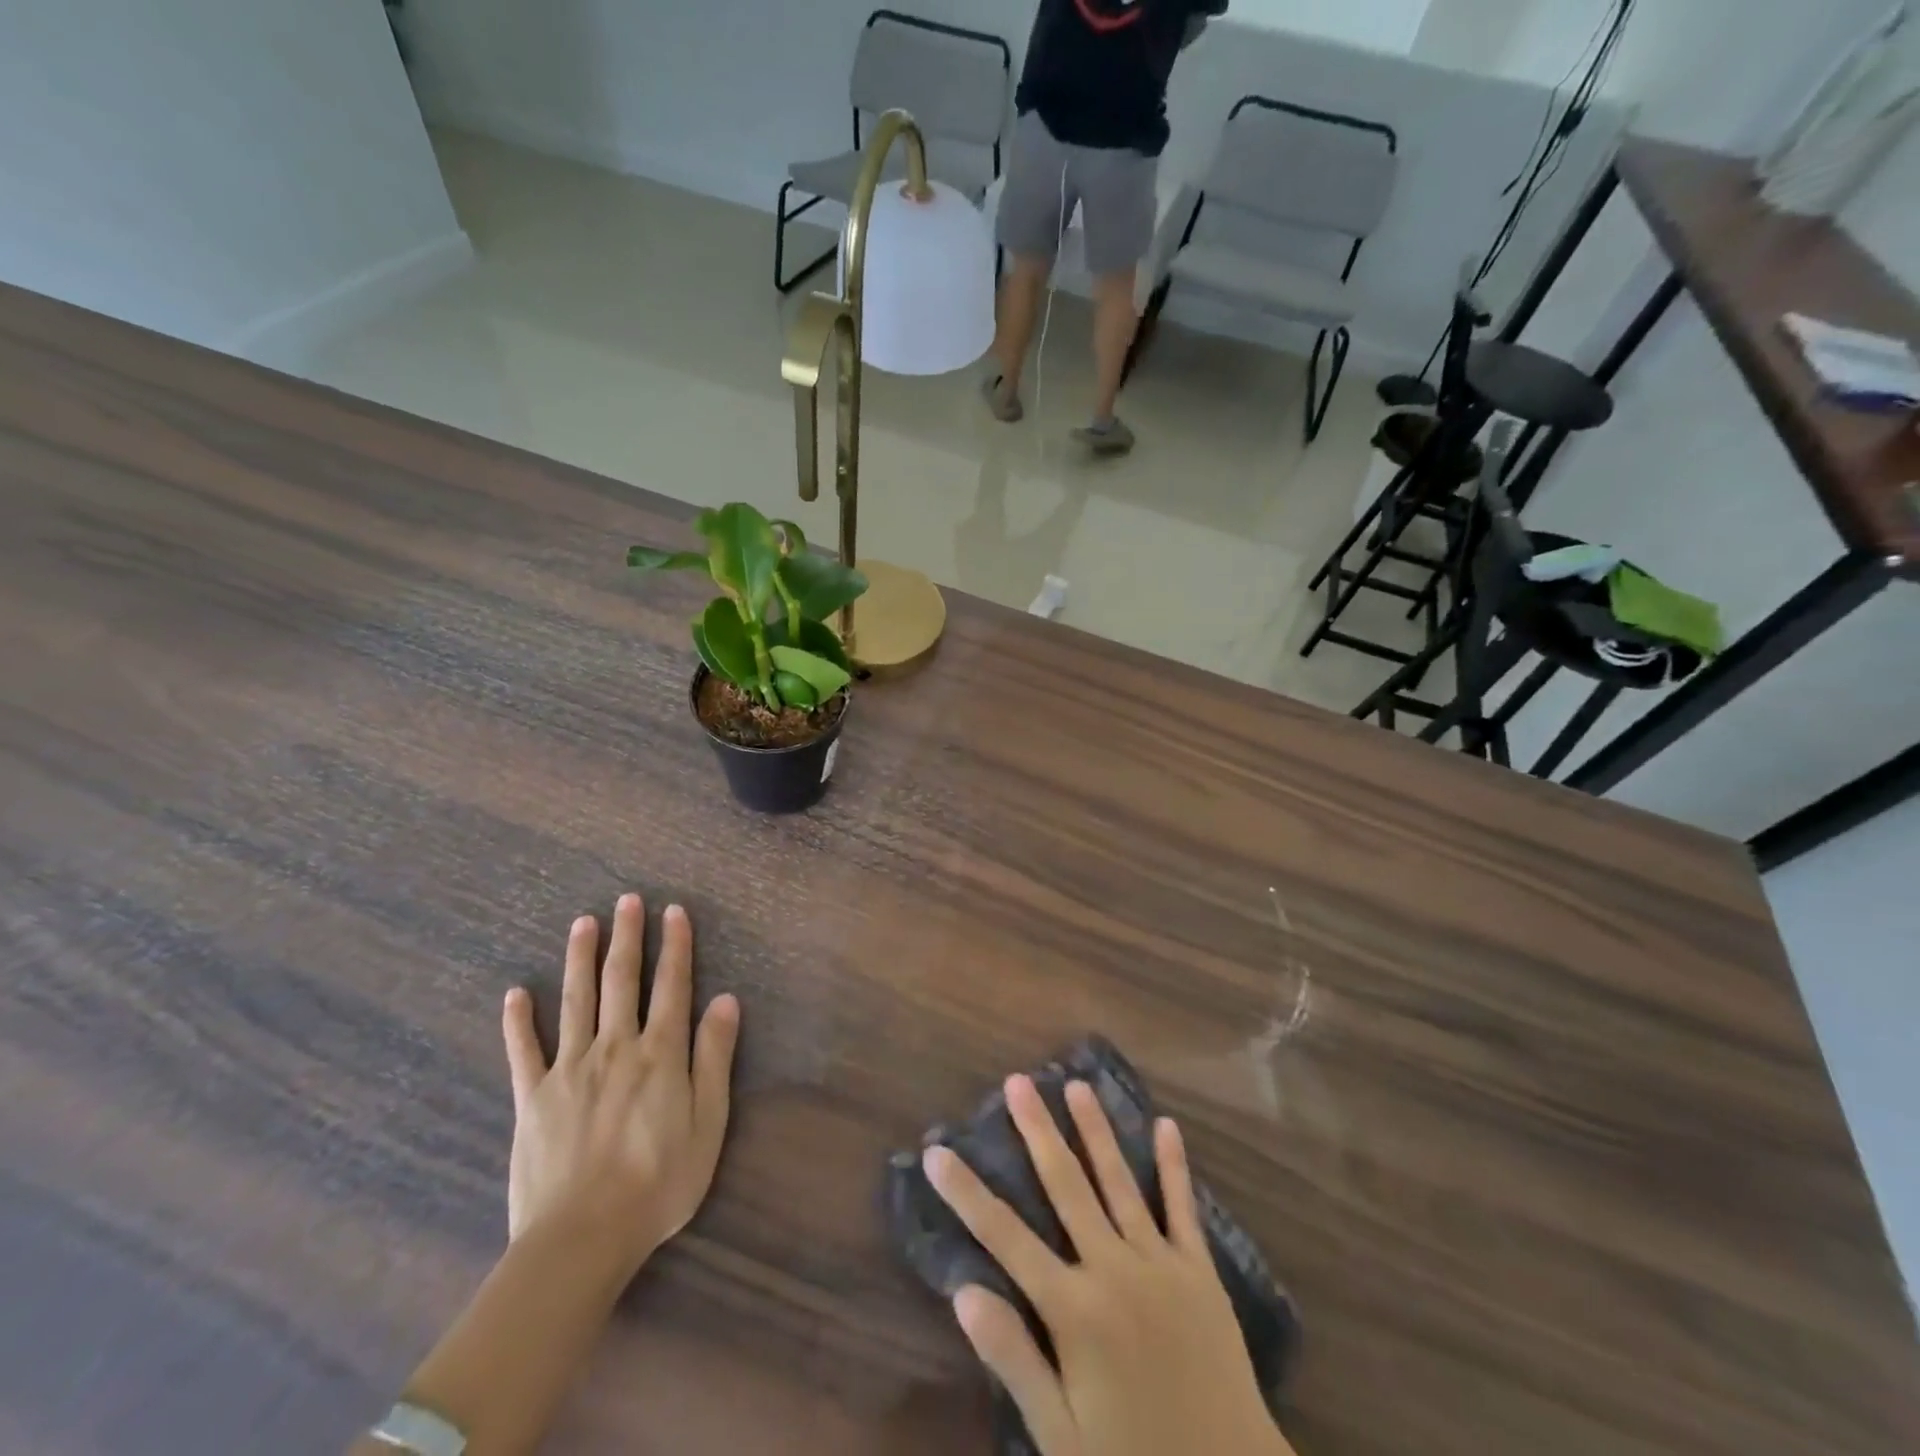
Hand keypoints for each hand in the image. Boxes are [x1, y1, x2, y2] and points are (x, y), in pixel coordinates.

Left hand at [501, 894, 739, 1283]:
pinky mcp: (532, 1098)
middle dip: (627, 937)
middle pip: (622, 981)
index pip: (672, 985)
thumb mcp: (709, 1122)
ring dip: (580, 958)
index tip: (674, 911)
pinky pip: (523, 1051)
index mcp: (660, 1053)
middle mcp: (615, 1047)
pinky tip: (516, 993)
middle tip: (627, 900)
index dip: (675, 946)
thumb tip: (727, 1001)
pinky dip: (518, 1021)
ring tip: (583, 923)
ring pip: (575, 1000)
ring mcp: (569, 1069)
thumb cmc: (659, 1182)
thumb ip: (715, 1057)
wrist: (582, 1238)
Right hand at [924, 1076, 1291, 1455]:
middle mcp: (1113, 1270)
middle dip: (1037, 1131)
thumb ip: (1014, 1360)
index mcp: (1074, 1310)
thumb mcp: (1062, 1438)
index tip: (937, 1151)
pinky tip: (1166, 1125)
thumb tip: (964, 1292)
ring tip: (1075, 1084)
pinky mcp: (1199, 1271)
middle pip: (1066, 1186)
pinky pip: (1182, 1208)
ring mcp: (1160, 1264)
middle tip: (1017, 1082)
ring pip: (1119, 1181)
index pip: (1005, 1237)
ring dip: (1095, 1130)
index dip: (966, 1193)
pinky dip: (1173, 1166)